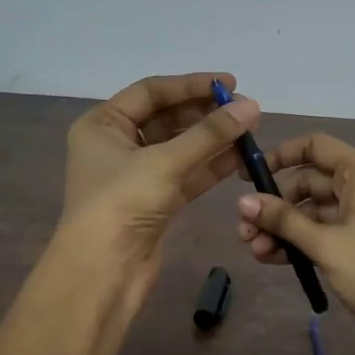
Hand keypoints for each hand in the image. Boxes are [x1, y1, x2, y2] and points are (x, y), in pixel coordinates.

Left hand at [60, 72, 259, 305]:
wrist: (104, 270)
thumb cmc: (122, 203)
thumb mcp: (166, 162)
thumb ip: (210, 134)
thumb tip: (252, 106)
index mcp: (103, 124)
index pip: (151, 92)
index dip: (191, 85)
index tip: (230, 84)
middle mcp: (116, 145)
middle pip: (167, 119)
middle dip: (205, 114)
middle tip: (244, 111)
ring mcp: (136, 176)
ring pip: (180, 148)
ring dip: (212, 140)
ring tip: (249, 132)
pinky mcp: (154, 202)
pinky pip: (186, 175)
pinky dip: (210, 166)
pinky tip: (239, 158)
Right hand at [235, 133, 354, 354]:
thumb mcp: (324, 244)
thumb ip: (282, 220)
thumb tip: (242, 202)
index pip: (316, 146)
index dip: (280, 156)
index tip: (248, 176)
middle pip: (312, 182)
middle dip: (276, 205)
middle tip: (244, 230)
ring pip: (318, 212)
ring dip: (285, 228)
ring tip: (254, 251)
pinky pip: (329, 233)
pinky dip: (304, 242)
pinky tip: (275, 259)